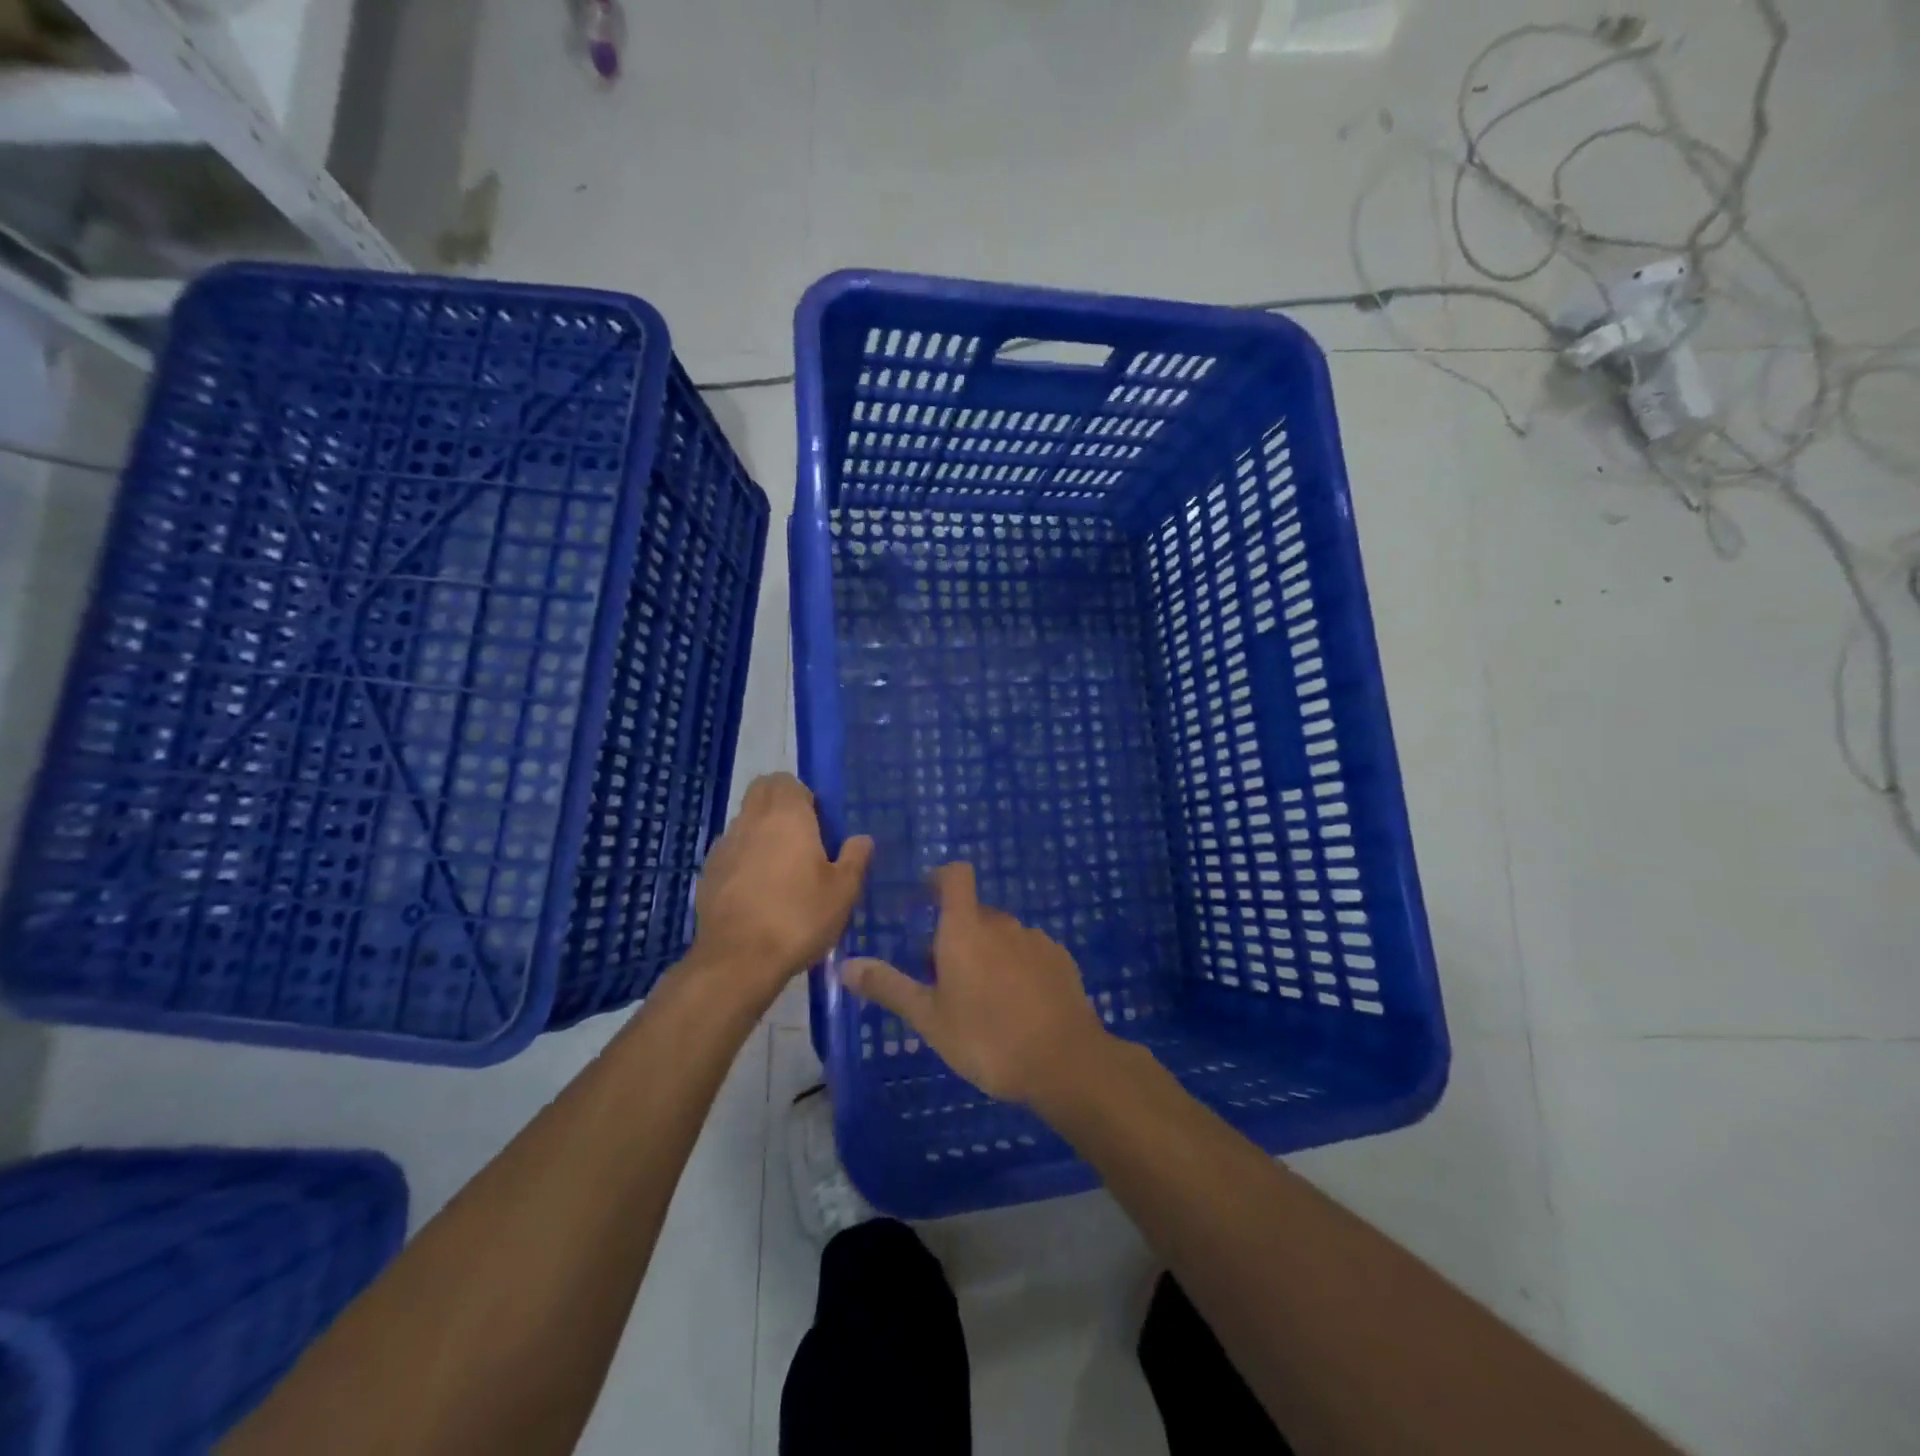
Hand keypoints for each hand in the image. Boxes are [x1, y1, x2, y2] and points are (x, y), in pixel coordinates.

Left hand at [692, 774, 872, 1001]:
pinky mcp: (708, 874)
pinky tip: (758, 893)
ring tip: (782, 871)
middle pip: (761, 793)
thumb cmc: (798, 917)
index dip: (803, 796)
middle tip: (803, 840)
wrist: (738, 960)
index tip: (819, 824)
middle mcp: (751, 821)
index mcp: (786, 816)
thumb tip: (862, 839)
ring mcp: (724, 846)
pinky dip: (744, 860)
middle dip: (780, 805)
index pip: (786, 780)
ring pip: (744, 823)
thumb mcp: (843, 892)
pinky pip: (730, 852)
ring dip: (762, 834)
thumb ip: (855, 858)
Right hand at [842, 863, 1111, 1104]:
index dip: (940, 878)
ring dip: (989, 953)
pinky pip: (1029, 952)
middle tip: (945, 980)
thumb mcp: (929, 1018)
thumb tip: (845, 964)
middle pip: (975, 913)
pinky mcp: (1061, 959)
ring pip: (1003, 936)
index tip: (926, 898)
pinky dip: (1018, 967)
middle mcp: (1002, 924)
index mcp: (966, 929)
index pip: (955, 876)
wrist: (1064, 1062)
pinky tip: (1018, 1006)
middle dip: (958, 935)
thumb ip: (889, 987)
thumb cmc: (987, 1038)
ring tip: (983, 999)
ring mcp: (1036, 940)